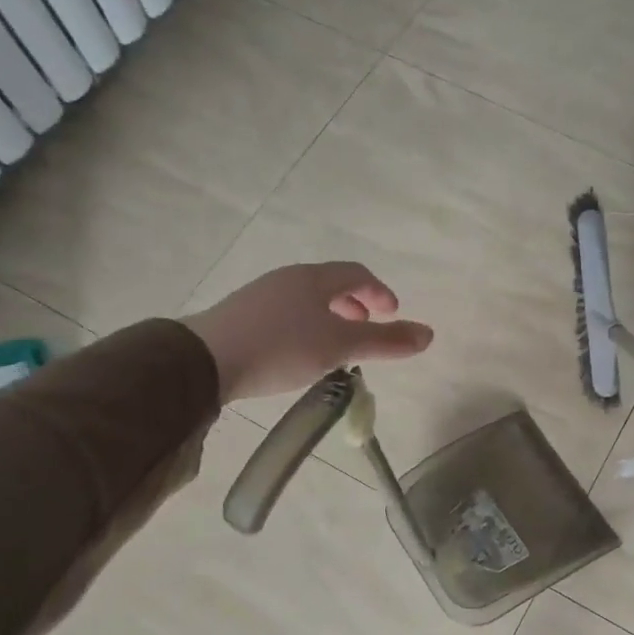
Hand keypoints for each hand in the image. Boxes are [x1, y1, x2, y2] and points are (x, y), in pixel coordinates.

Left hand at [183, 262, 432, 402]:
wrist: (204, 361)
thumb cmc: (282, 348)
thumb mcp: (340, 347)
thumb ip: (385, 341)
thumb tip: (429, 334)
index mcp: (314, 278)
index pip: (357, 273)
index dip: (380, 291)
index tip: (393, 314)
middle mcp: (288, 278)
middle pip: (331, 283)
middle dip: (355, 303)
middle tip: (367, 327)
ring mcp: (261, 295)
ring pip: (307, 299)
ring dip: (330, 316)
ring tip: (337, 345)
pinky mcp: (242, 315)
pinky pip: (286, 312)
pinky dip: (307, 325)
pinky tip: (300, 352)